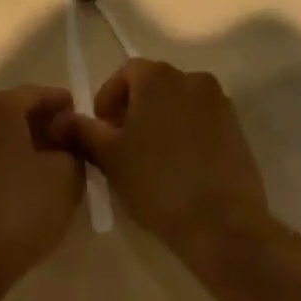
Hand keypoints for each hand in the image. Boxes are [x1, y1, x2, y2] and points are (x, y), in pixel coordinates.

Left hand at [0, 87, 83, 295]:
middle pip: (15, 113)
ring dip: (24, 146)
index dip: (62, 103)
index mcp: (0, 109)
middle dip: (43, 124)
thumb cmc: (21, 207)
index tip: (81, 114)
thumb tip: (68, 141)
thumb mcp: (66, 177)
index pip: (37, 94)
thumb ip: (73, 150)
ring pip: (0, 138)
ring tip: (51, 165)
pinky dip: (8, 164)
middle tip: (69, 140)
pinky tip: (25, 186)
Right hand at [51, 59, 271, 269]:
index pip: (125, 73)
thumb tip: (61, 118)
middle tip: (122, 146)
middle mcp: (192, 79)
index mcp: (159, 77)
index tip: (102, 131)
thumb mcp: (109, 157)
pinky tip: (179, 168)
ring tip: (151, 158)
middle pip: (153, 86)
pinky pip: (202, 122)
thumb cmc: (157, 183)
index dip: (108, 99)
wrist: (223, 226)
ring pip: (178, 104)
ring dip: (161, 121)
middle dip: (134, 110)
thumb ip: (82, 130)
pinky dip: (187, 134)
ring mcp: (220, 104)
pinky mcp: (238, 130)